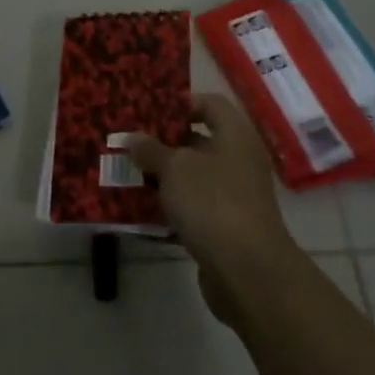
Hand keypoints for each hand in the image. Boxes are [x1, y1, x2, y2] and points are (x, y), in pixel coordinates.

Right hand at [127, 95, 300, 323]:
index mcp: (235, 136)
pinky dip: (171, 206)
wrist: (247, 271)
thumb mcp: (175, 169)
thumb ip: (151, 149)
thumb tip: (133, 137)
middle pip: (199, 141)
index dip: (181, 103)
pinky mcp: (226, 226)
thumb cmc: (212, 203)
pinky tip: (142, 210)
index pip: (210, 104)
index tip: (149, 112)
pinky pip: (194, 207)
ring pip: (194, 177)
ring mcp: (234, 195)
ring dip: (163, 177)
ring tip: (128, 174)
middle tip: (129, 143)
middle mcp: (239, 161)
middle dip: (164, 143)